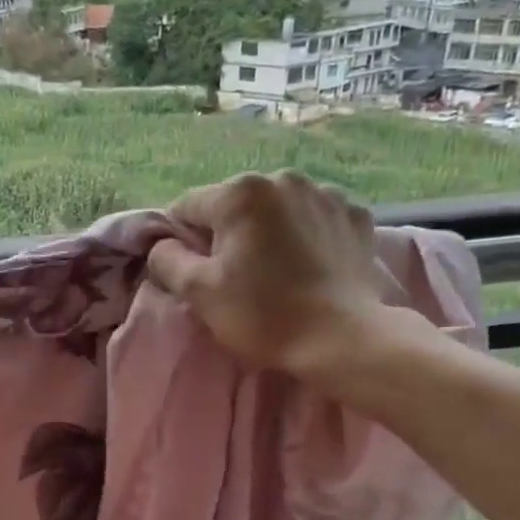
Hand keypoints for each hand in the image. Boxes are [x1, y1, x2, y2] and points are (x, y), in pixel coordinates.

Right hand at [146, 170, 416, 391]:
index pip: (188, 207)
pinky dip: (306, 235)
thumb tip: (162, 245)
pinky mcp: (357, 216)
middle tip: (235, 276)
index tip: (191, 271)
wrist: (343, 340)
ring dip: (268, 231)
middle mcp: (284, 179)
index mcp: (241, 193)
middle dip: (228, 233)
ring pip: (277, 210)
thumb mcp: (198, 292)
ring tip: (276, 271)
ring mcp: (327, 194)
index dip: (181, 240)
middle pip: (235, 205)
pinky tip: (309, 265)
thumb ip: (167, 260)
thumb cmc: (263, 315)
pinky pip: (315, 219)